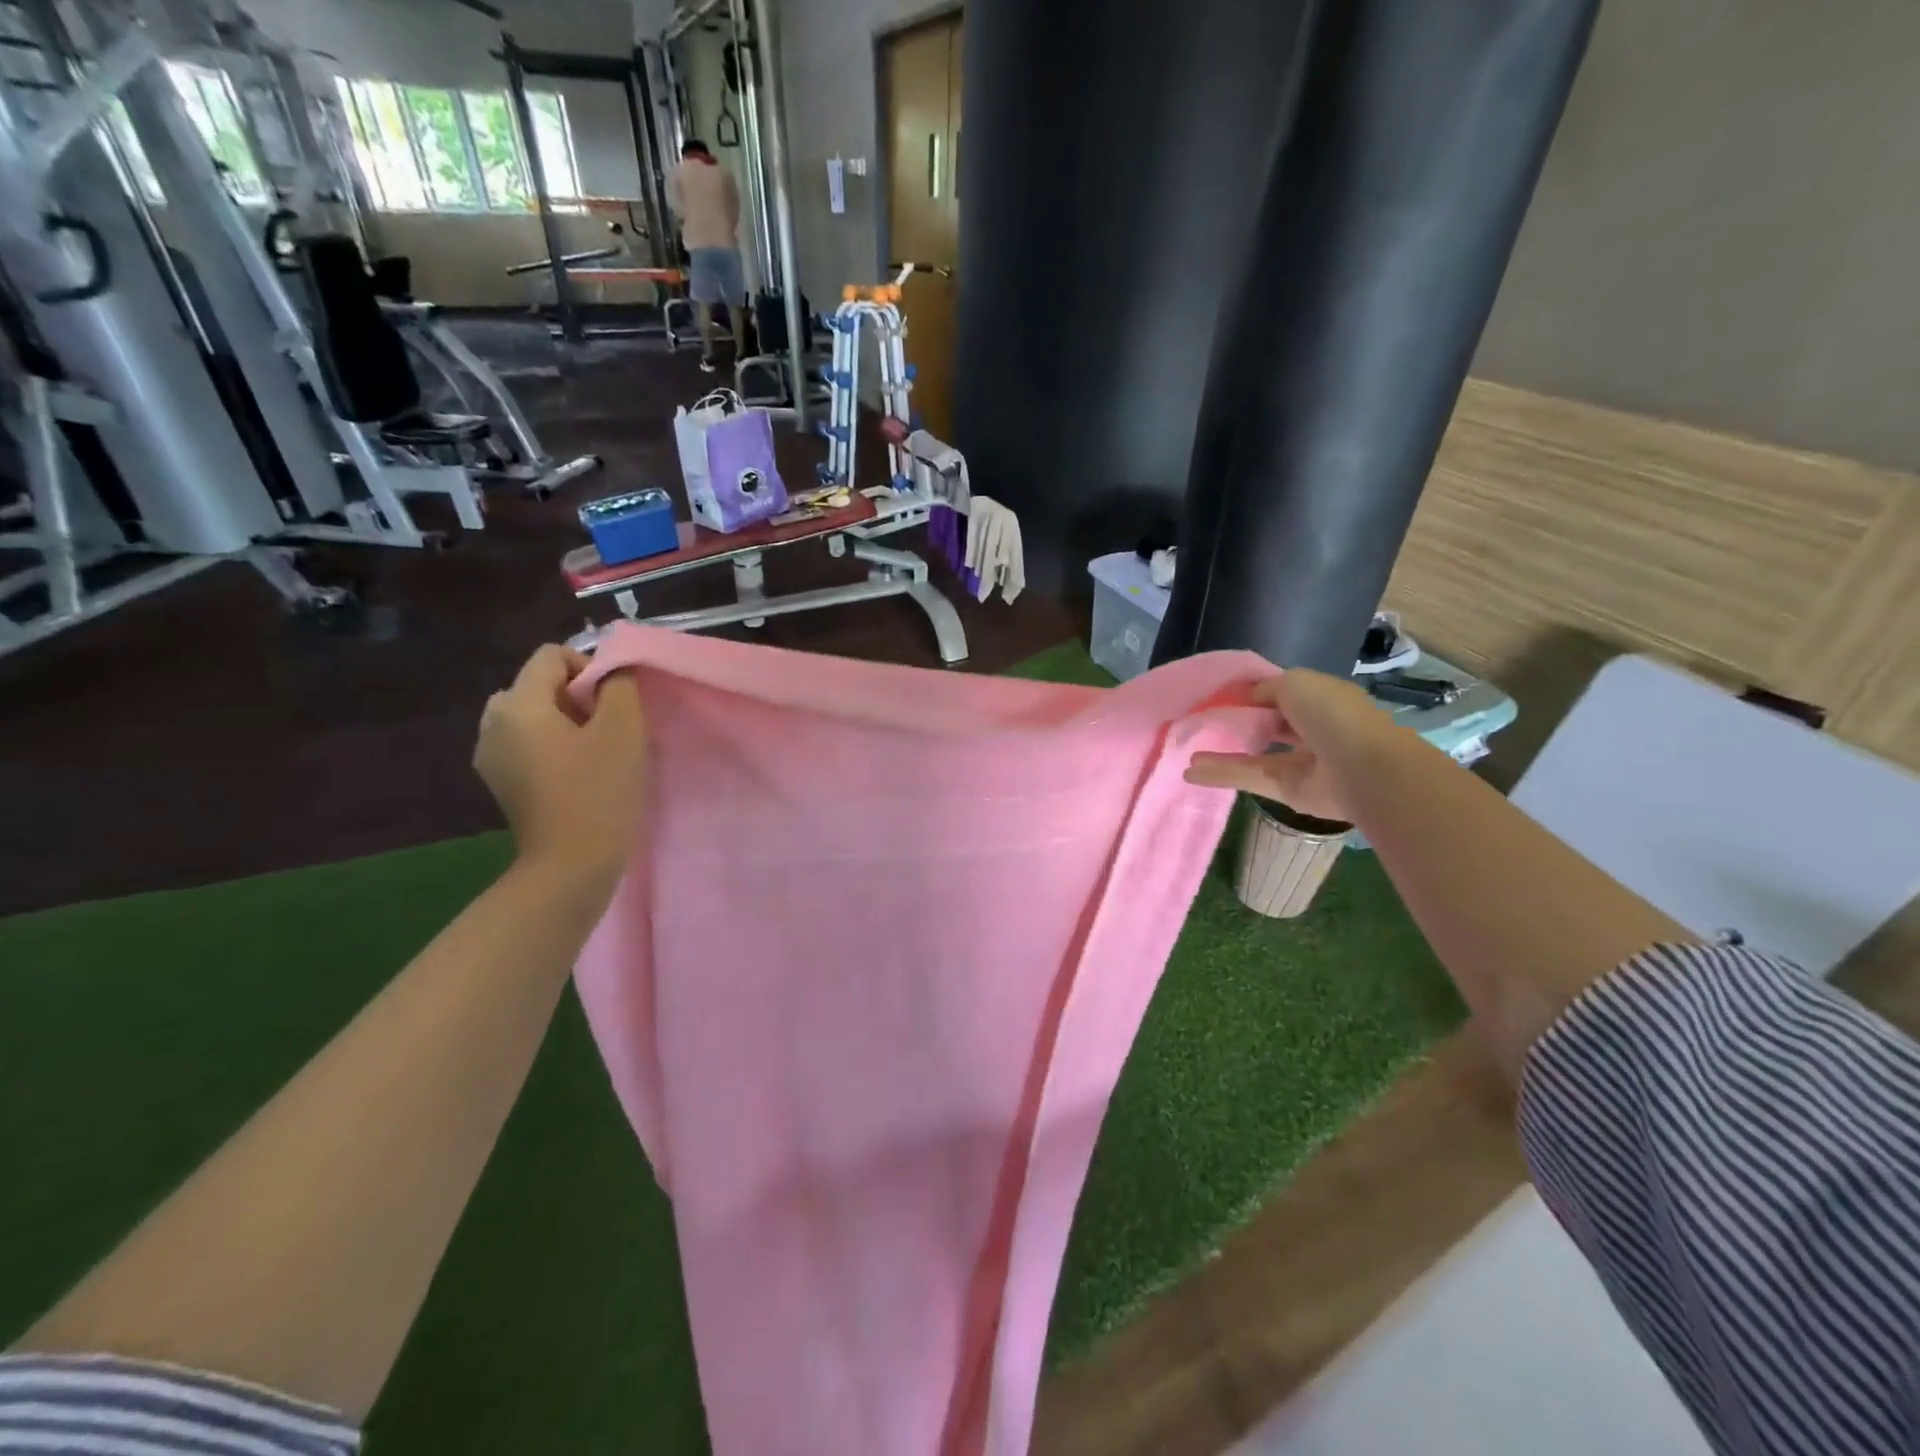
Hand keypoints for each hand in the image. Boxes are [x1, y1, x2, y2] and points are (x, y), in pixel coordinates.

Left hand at [474, 645, 647, 886]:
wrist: (571, 866)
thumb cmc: (599, 791)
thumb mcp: (623, 729)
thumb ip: (619, 686)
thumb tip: (612, 672)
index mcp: (516, 704)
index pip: (552, 656)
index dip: (591, 668)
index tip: (616, 704)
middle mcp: (492, 723)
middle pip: (540, 685)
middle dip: (578, 696)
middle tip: (610, 728)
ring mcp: (491, 756)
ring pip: (534, 716)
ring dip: (568, 722)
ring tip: (596, 752)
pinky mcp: (501, 783)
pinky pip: (528, 744)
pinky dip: (554, 746)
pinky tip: (578, 774)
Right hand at [1184, 669, 1397, 823]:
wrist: (1363, 769)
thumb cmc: (1332, 715)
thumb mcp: (1295, 682)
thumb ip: (1265, 688)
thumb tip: (1247, 697)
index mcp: (1320, 699)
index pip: (1280, 693)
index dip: (1250, 693)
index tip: (1217, 695)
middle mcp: (1311, 729)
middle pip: (1267, 724)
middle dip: (1237, 722)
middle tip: (1201, 721)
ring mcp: (1300, 761)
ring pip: (1254, 753)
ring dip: (1222, 750)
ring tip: (1188, 749)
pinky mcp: (1287, 789)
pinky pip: (1249, 777)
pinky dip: (1220, 774)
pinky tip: (1190, 771)